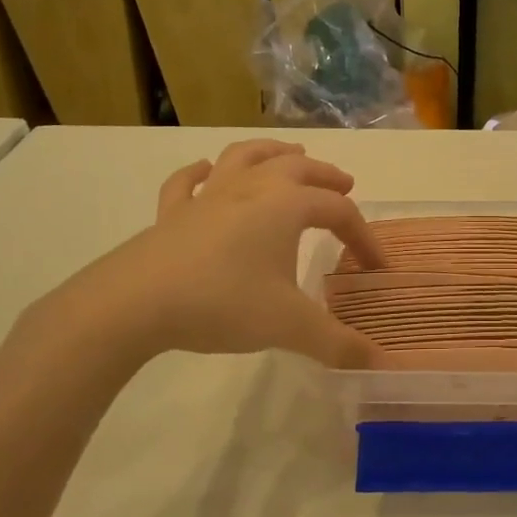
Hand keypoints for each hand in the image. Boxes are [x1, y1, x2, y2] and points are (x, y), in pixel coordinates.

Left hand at [26, 139, 385, 372]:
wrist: (136, 303)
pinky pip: (188, 182)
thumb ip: (338, 344)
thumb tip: (381, 363)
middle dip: (326, 176)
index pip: (338, 211)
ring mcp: (207, 196)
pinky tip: (205, 172)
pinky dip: (201, 173)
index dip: (363, 236)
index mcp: (285, 206)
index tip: (375, 267)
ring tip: (291, 155)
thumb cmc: (223, 303)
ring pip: (245, 157)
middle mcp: (250, 188)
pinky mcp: (172, 213)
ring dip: (273, 152)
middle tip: (345, 185)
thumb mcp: (289, 326)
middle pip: (297, 168)